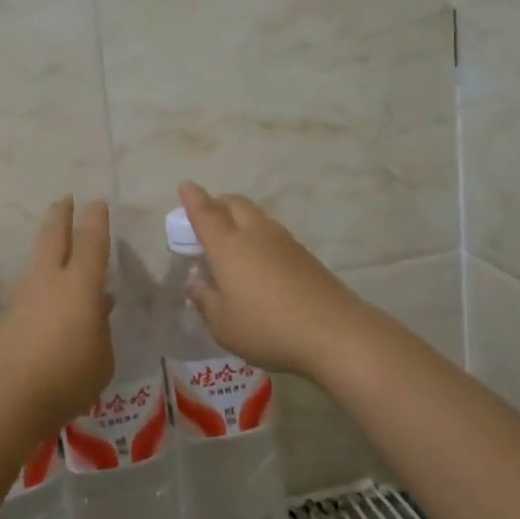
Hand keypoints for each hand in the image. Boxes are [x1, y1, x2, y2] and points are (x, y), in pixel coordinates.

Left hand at [0, 197, 113, 431]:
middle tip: (65, 199)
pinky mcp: (5, 318)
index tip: (97, 203)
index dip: (96, 220)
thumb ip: (101, 331)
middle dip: (60, 215)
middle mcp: (49, 281)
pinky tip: (46, 297)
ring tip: (54, 241)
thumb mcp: (101, 359)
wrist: (2, 399)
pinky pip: (27, 288)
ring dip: (45, 244)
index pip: (91, 242)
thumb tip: (97, 309)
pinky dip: (39, 282)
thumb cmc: (66, 378)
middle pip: (53, 237)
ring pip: (36, 259)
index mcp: (80, 286)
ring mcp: (22, 297)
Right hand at [176, 181, 370, 380]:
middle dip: (217, 204)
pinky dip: (258, 237)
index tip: (186, 186)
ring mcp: (284, 241)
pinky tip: (258, 263)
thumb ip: (205, 299)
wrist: (334, 332)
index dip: (193, 199)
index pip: (206, 213)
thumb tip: (195, 282)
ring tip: (232, 244)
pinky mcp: (304, 255)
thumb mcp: (223, 323)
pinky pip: (273, 234)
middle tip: (206, 220)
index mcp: (229, 245)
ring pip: (256, 216)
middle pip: (234, 203)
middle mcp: (255, 233)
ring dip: (239, 220)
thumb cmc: (267, 328)